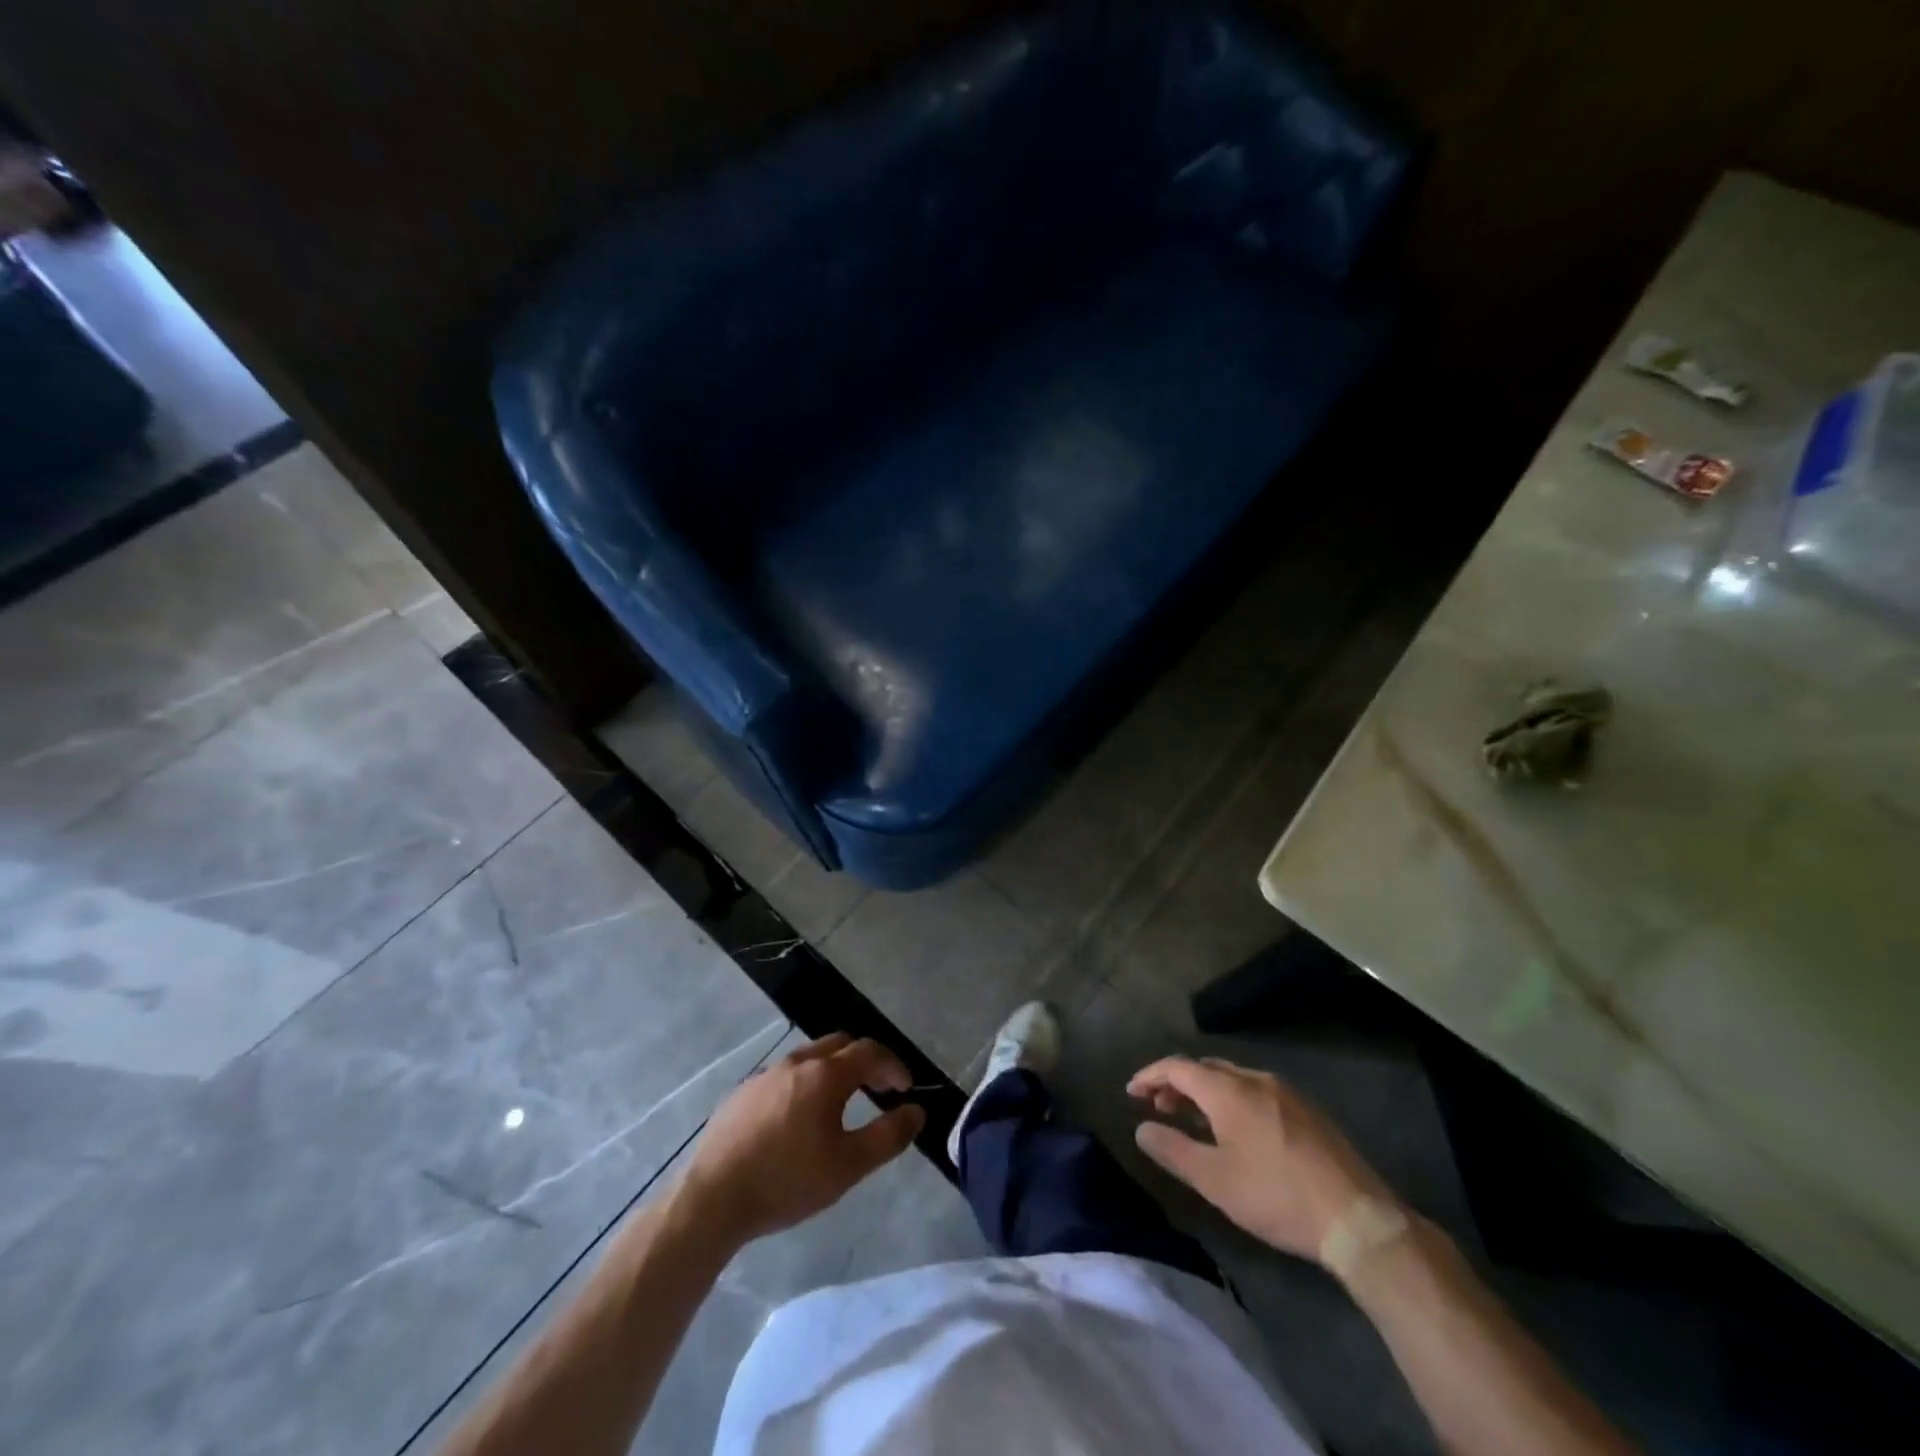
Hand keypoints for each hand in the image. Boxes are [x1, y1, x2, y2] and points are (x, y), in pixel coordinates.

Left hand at [672, 1033, 924, 1248]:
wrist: (712, 1199)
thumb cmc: (787, 1181)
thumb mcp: (848, 1166)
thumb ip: (888, 1136)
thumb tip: (917, 1111)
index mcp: (825, 1074)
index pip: (871, 1052)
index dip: (894, 1066)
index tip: (906, 1089)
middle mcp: (796, 1063)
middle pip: (839, 1044)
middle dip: (865, 1061)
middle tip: (877, 1089)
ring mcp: (765, 1075)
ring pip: (809, 1057)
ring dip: (832, 1070)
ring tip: (839, 1104)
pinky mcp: (742, 1093)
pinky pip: (783, 1076)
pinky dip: (803, 1084)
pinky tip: (797, 1120)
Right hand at [1128, 1056, 1396, 1263]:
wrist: (1357, 1219)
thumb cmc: (1277, 1197)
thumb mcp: (1215, 1181)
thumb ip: (1173, 1150)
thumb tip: (1142, 1128)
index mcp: (1229, 1090)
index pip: (1178, 1066)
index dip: (1150, 1076)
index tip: (1131, 1093)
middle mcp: (1255, 1079)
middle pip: (1205, 1068)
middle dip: (1177, 1083)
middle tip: (1159, 1109)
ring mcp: (1286, 1092)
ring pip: (1232, 1078)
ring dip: (1205, 1092)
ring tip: (1193, 1120)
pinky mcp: (1307, 1111)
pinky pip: (1256, 1091)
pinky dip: (1232, 1099)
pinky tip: (1236, 1130)